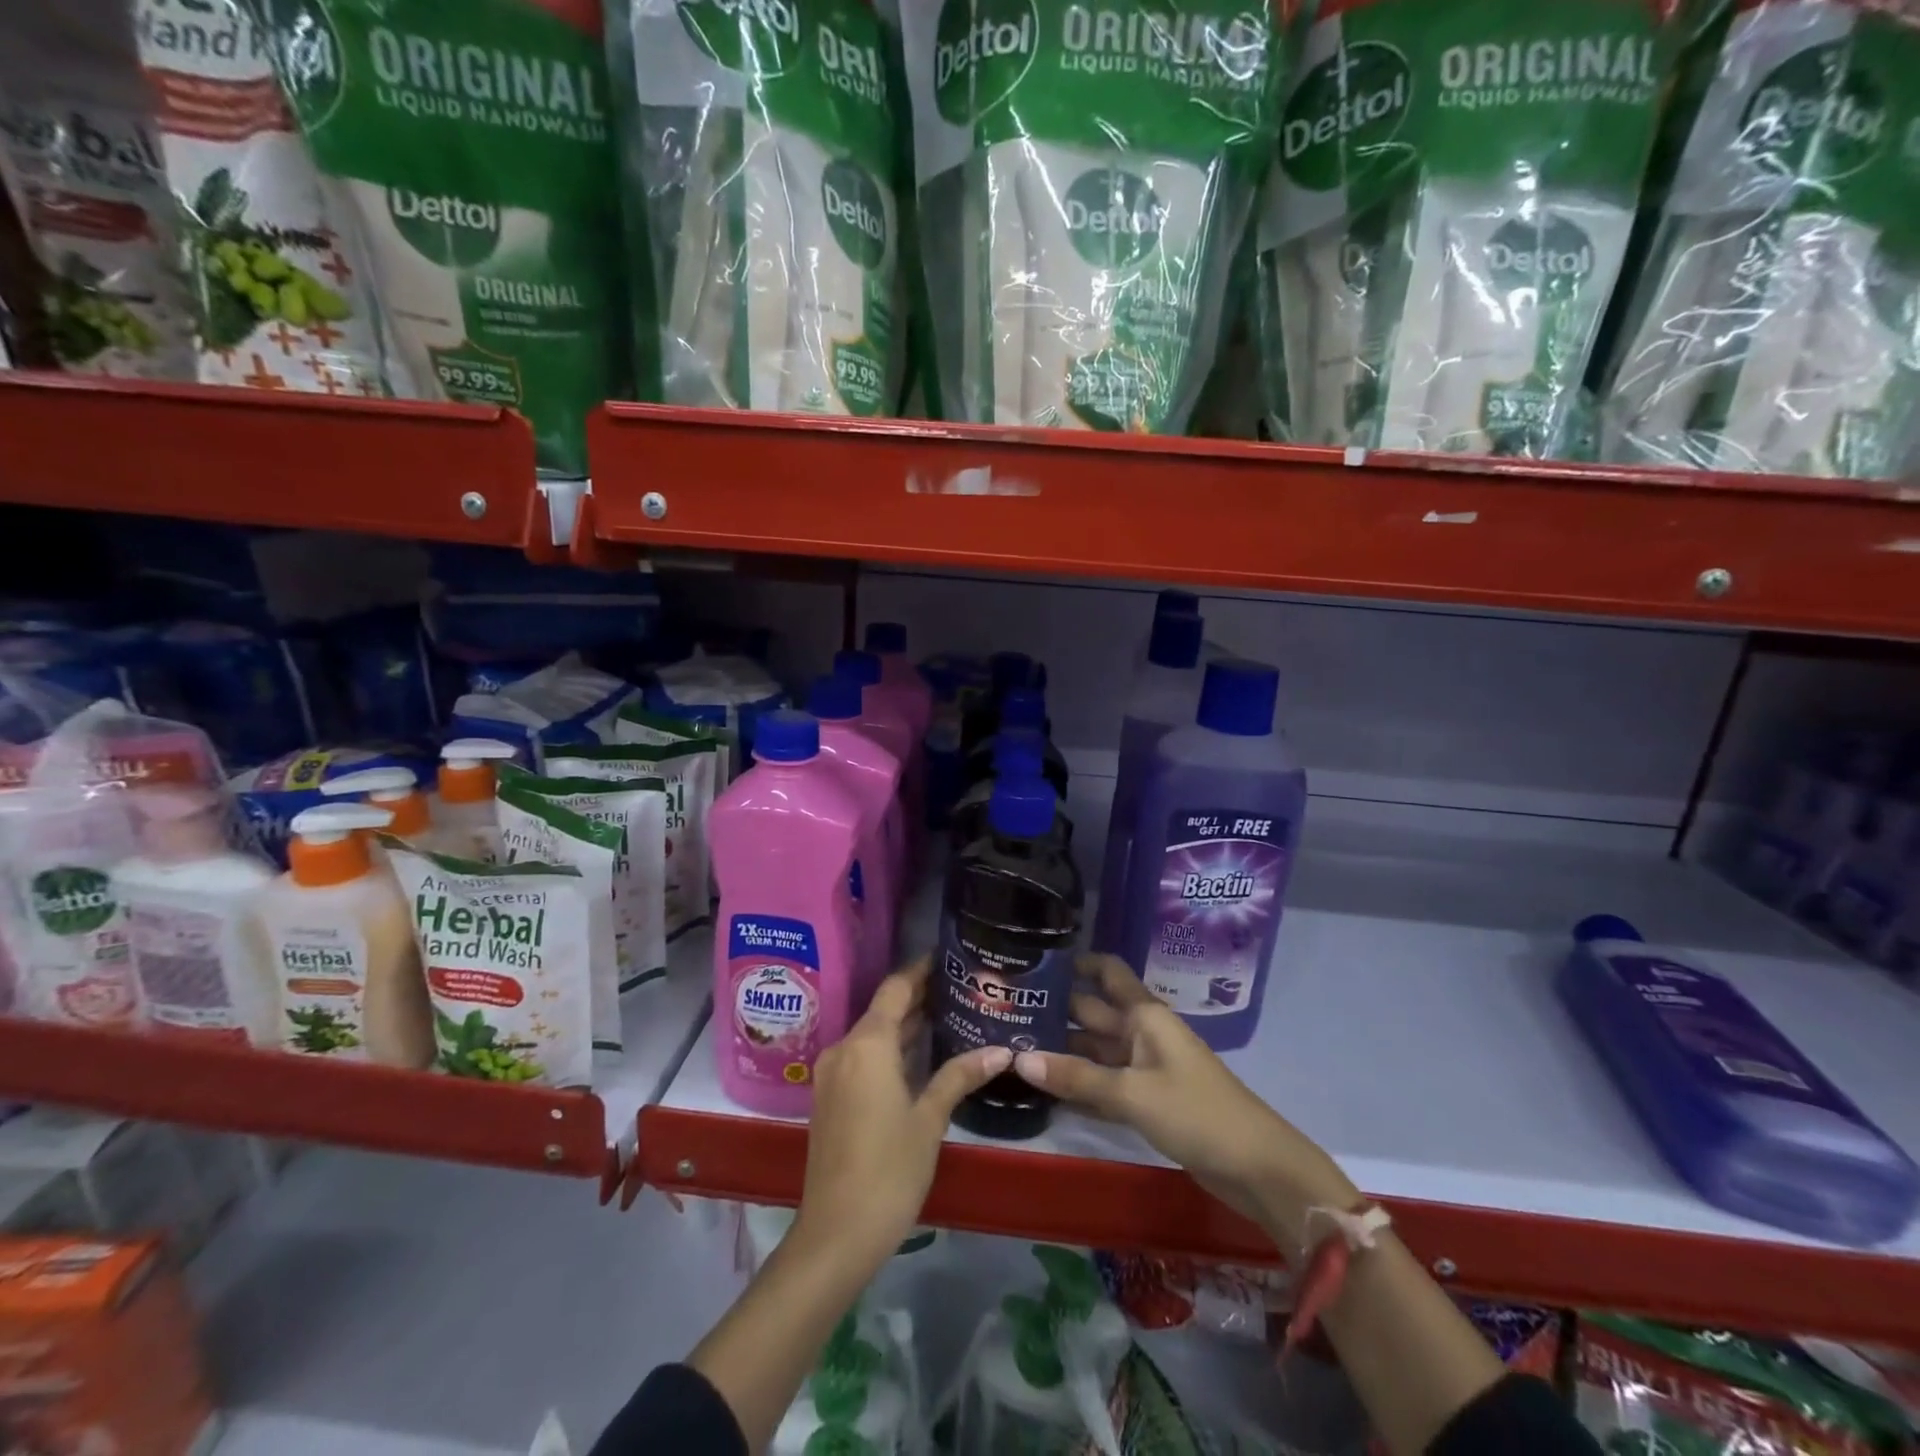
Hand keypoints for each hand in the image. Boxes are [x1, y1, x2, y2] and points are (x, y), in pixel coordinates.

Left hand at [793, 956, 1010, 1273]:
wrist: (836, 1233)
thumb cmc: (889, 1169)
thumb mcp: (930, 1119)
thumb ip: (960, 1077)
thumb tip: (1001, 1051)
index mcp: (867, 1044)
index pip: (896, 988)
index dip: (920, 970)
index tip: (948, 958)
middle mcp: (844, 1048)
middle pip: (883, 1009)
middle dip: (918, 998)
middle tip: (960, 988)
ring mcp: (832, 1074)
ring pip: (872, 1034)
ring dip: (904, 1025)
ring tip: (948, 1015)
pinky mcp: (830, 1097)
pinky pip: (862, 1057)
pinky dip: (889, 1049)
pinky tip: (918, 1056)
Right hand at [1013, 954, 1356, 1248]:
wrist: (1257, 1167)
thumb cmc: (1196, 1112)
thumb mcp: (1132, 1093)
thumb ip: (1076, 1078)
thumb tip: (1018, 1060)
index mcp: (1145, 1015)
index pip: (1107, 972)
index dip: (1077, 962)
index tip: (1036, 962)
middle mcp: (1143, 1032)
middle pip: (1094, 1011)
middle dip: (1057, 1009)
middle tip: (1008, 1010)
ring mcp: (1146, 1067)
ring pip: (1097, 1048)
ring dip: (1064, 1048)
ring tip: (1016, 1046)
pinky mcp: (1149, 1100)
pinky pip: (1105, 1082)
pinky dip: (1080, 1082)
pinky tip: (1046, 1087)